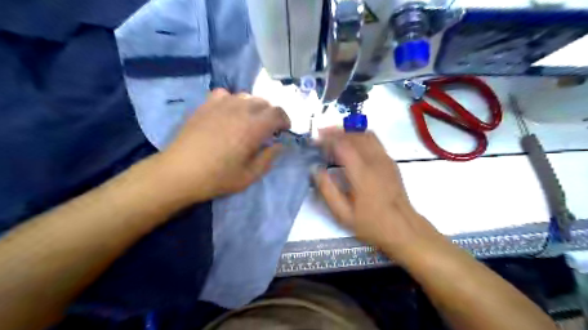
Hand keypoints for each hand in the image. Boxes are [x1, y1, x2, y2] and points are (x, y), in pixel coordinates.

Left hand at [155, 89, 290, 204]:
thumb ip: (268, 158)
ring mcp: (221, 105)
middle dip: (270, 114)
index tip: (284, 130)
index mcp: (254, 127)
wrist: (180, 172)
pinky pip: (224, 94)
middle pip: (263, 102)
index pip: (278, 113)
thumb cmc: (218, 177)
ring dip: (253, 107)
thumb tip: (279, 145)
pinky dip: (232, 101)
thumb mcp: (249, 176)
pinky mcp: (205, 106)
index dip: (285, 120)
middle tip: (267, 129)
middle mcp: (240, 110)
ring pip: (246, 96)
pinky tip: (228, 113)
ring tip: (248, 121)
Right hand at [315, 130, 443, 261]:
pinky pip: (374, 140)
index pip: (343, 145)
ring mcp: (385, 159)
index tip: (315, 141)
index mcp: (362, 173)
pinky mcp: (390, 161)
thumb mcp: (343, 214)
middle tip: (321, 135)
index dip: (327, 139)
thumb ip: (327, 191)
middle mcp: (375, 161)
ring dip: (348, 131)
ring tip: (334, 136)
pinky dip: (359, 136)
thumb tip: (316, 170)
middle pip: (354, 134)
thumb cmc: (371, 223)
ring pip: (365, 134)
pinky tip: (352, 144)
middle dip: (335, 131)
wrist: (403, 227)